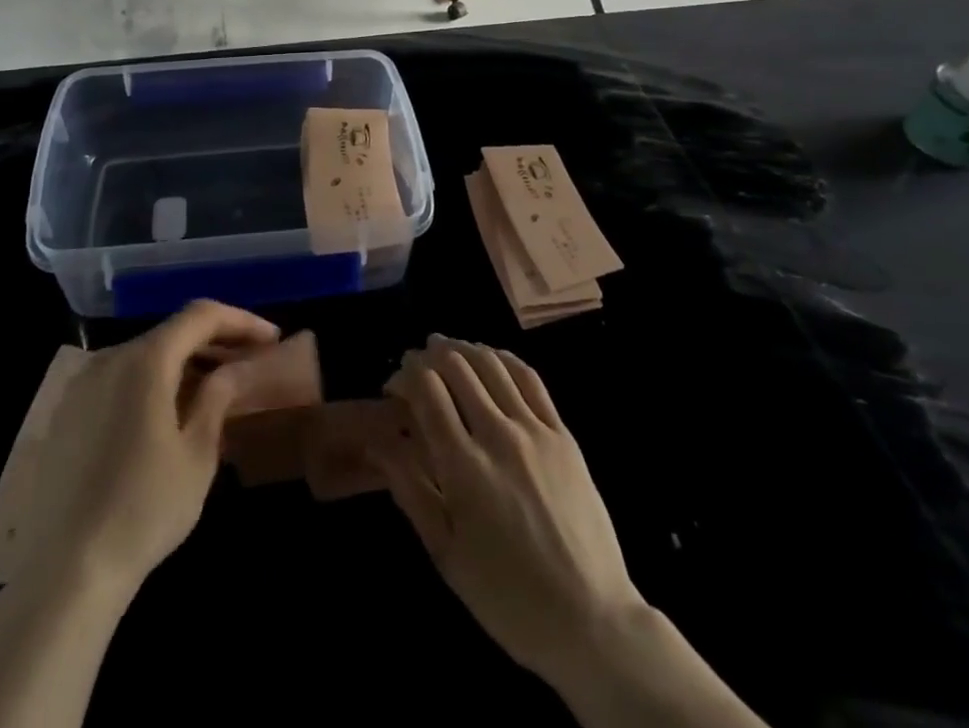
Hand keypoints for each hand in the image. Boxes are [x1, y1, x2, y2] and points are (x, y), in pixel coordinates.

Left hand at [15, 300, 278, 600]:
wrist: (66, 572)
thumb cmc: (145, 509)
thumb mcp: (197, 453)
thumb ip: (218, 397)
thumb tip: (235, 368)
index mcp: (145, 360)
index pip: (201, 316)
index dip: (241, 321)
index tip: (272, 339)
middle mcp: (110, 358)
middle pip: (172, 332)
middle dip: (215, 341)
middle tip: (251, 361)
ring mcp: (82, 385)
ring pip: (145, 355)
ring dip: (185, 362)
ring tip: (217, 387)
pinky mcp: (67, 413)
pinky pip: (120, 379)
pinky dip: (153, 382)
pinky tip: (171, 412)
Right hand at [375, 336, 642, 684]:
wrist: (591, 620)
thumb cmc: (507, 596)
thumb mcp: (446, 554)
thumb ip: (410, 490)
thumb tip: (378, 443)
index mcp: (464, 467)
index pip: (427, 390)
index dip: (405, 375)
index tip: (394, 385)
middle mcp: (498, 435)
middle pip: (457, 367)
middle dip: (429, 356)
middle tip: (416, 364)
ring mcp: (535, 430)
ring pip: (492, 364)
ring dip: (463, 349)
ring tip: (446, 350)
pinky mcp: (563, 434)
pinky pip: (530, 378)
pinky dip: (503, 358)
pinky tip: (490, 359)